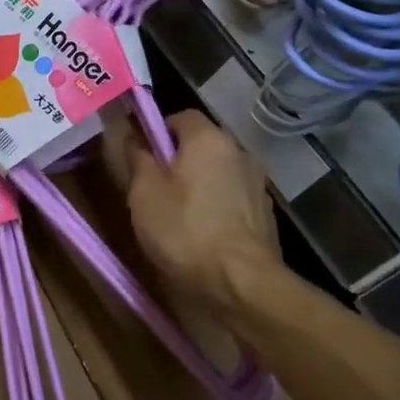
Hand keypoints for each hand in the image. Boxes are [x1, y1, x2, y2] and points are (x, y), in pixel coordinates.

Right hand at [116, 110, 290, 335]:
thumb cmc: (185, 230)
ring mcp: (257, 183)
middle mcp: (239, 151)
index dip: (157, 132)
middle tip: (153, 188)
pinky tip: (202, 232)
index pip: (180, 116)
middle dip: (177, 160)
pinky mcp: (265, 213)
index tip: (141, 158)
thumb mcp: (144, 193)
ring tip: (178, 214)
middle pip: (201, 144)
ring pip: (217, 172)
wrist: (241, 283)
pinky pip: (232, 197)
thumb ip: (137, 157)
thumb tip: (134, 137)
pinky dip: (217, 205)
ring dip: (199, 183)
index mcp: (208, 139)